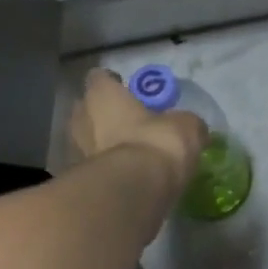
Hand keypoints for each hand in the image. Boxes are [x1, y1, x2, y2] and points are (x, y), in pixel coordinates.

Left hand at [68, 69, 207, 192]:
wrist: (136, 191)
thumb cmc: (156, 142)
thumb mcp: (186, 126)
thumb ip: (184, 122)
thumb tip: (191, 127)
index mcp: (102, 95)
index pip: (100, 77)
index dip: (114, 83)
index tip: (130, 92)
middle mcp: (82, 117)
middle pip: (88, 108)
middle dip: (106, 114)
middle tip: (131, 122)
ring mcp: (77, 150)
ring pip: (88, 138)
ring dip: (105, 142)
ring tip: (132, 152)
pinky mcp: (82, 180)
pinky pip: (96, 166)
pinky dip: (108, 167)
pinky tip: (128, 175)